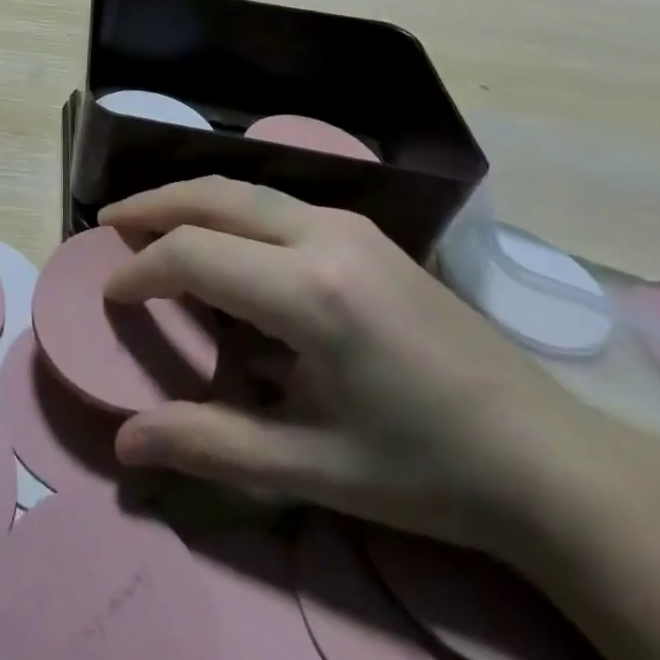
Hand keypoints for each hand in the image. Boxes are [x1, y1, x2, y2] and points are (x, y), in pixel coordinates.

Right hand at [101, 178, 594, 552]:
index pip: (194, 255)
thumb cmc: (426, 470)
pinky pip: (275, 202)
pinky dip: (228, 209)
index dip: (141, 271)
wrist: (549, 460)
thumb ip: (211, 445)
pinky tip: (220, 240)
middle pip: (213, 195)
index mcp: (310, 291)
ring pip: (245, 189)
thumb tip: (125, 443)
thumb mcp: (313, 468)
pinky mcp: (366, 231)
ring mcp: (350, 224)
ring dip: (190, 200)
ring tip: (150, 223)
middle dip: (153, 205)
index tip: (110, 295)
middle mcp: (324, 235)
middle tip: (110, 223)